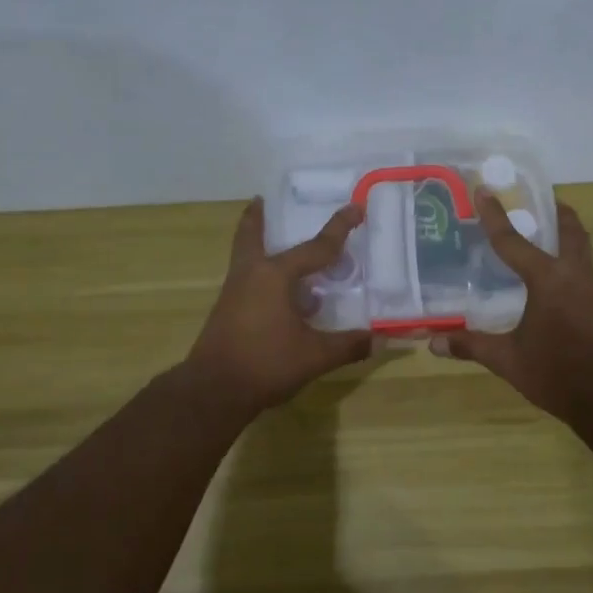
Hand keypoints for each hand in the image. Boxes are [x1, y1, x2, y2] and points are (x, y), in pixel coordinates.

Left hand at [185, 198, 372, 413]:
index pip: (316, 247)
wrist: (213, 391)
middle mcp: (251, 275)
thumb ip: (348, 345)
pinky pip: (247, 280)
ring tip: (279, 246)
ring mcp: (234, 293)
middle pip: (251, 236)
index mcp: (275, 275)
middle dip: (257, 218)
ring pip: (246, 258)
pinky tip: (282, 296)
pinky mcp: (227, 312)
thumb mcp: (315, 356)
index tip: (356, 207)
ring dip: (258, 245)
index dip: (340, 228)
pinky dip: (263, 276)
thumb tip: (379, 340)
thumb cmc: (265, 363)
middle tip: (260, 200)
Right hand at [432, 190, 592, 420]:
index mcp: (547, 279)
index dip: (495, 215)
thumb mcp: (508, 360)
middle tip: (541, 202)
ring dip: (568, 239)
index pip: (513, 241)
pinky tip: (563, 288)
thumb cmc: (557, 372)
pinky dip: (574, 269)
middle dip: (556, 212)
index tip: (484, 190)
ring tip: (549, 242)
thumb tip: (433, 342)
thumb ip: (472, 346)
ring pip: (583, 251)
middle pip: (570, 230)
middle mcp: (576, 275)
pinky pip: (589, 276)